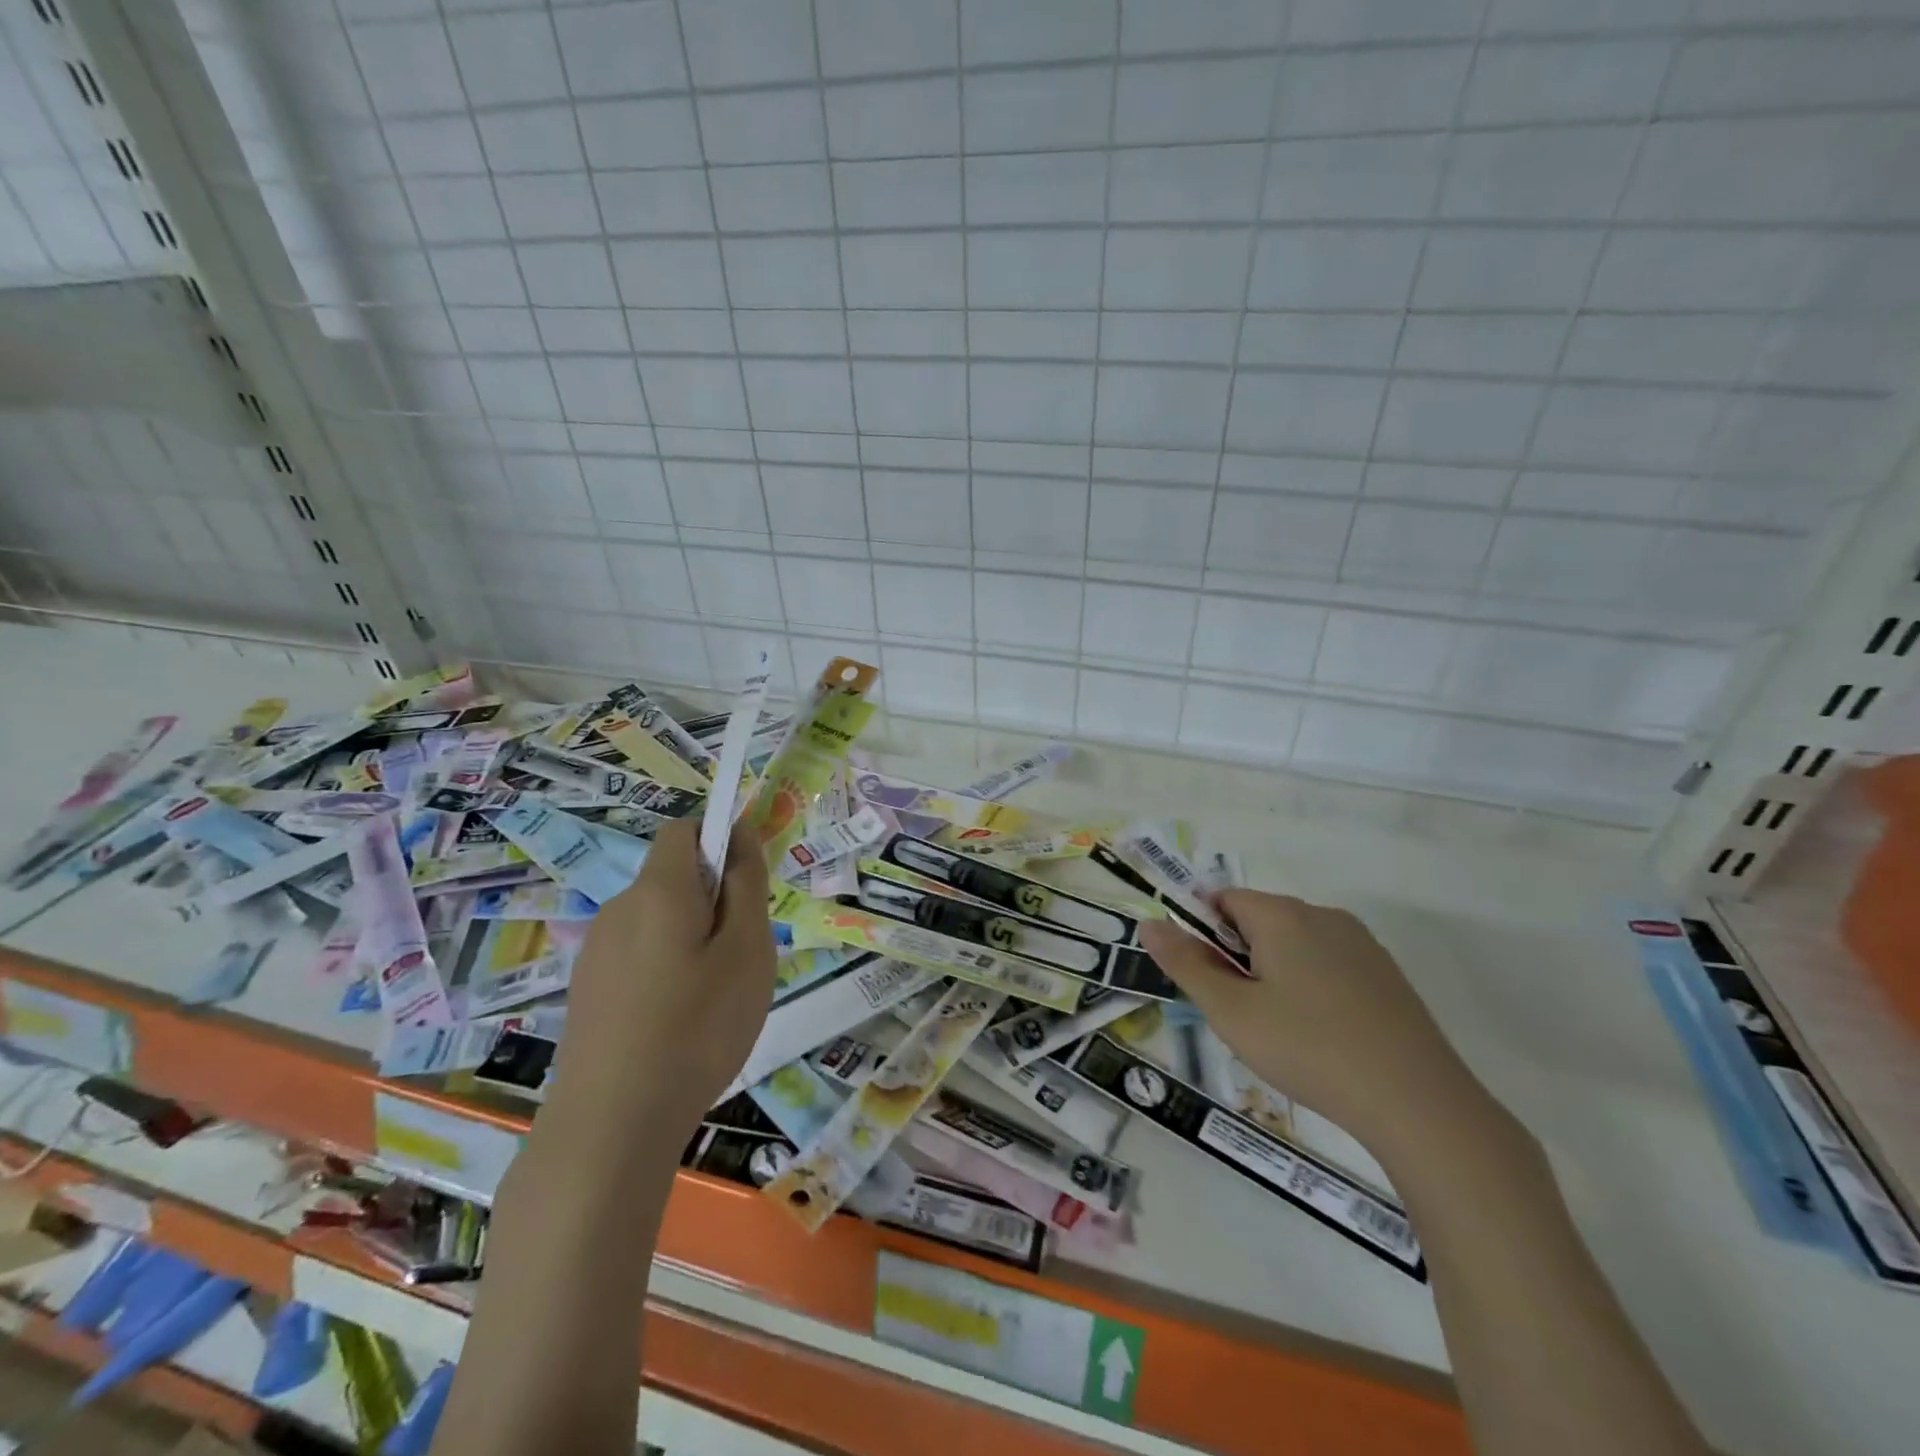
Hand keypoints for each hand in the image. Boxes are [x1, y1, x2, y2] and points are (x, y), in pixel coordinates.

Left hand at [548, 817, 775, 1142]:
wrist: (611, 1125)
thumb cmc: (697, 1027)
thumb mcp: (747, 950)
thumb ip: (747, 884)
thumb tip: (738, 835)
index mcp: (658, 890)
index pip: (684, 829)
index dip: (719, 839)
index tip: (747, 886)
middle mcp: (619, 909)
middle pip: (673, 877)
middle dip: (713, 899)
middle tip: (742, 954)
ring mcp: (597, 952)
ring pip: (658, 920)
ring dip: (692, 937)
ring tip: (714, 996)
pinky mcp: (588, 990)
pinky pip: (639, 955)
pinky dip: (667, 968)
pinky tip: (679, 1022)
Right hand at [1140, 890, 1478, 1155]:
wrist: (1417, 1103)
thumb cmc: (1308, 1049)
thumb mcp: (1231, 1011)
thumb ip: (1185, 963)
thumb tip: (1149, 924)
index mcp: (1281, 915)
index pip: (1223, 899)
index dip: (1203, 932)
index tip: (1205, 978)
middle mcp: (1322, 915)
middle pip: (1259, 919)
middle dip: (1238, 955)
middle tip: (1238, 1011)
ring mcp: (1361, 943)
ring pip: (1295, 943)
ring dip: (1274, 971)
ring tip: (1278, 1029)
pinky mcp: (1386, 974)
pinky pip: (1329, 964)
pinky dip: (1311, 986)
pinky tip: (1321, 1034)